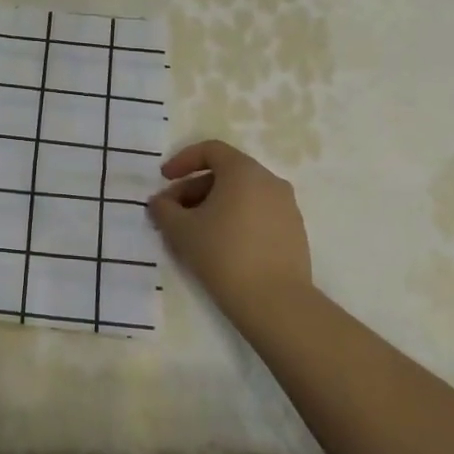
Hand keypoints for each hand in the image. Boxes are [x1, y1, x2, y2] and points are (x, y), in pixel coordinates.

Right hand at [147, 140, 312, 323]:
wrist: (276, 303)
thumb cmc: (223, 254)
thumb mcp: (181, 230)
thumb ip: (164, 209)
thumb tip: (159, 203)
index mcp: (244, 171)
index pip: (210, 150)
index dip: (183, 160)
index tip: (164, 179)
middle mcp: (270, 181)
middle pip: (225, 173)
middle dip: (193, 188)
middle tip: (172, 213)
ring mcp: (286, 207)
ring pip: (242, 195)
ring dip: (213, 205)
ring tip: (193, 232)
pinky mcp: (294, 232)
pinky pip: (258, 214)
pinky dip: (235, 219)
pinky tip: (220, 246)